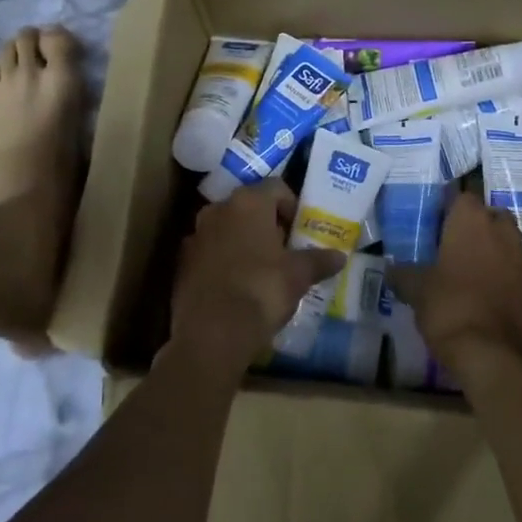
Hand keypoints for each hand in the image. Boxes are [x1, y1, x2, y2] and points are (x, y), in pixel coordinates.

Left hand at [171, 181, 345, 376]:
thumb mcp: (298, 276)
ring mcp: (195, 234)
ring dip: (243, 241)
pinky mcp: (181, 262)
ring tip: (260, 269)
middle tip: (284, 250)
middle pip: (249, 207)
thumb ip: (318, 261)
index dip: (292, 206)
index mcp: (248, 202)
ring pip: (227, 228)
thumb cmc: (261, 291)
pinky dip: (222, 260)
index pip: (276, 188)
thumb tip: (339, 256)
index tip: (300, 231)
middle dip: (267, 224)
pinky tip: (235, 286)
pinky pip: (209, 252)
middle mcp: (218, 209)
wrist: (211, 334)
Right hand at [398, 191, 521, 374]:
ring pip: (507, 241)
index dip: (450, 210)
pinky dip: (507, 274)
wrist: (493, 353)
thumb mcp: (417, 290)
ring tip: (472, 271)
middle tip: (455, 247)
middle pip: (490, 215)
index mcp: (471, 219)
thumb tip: (390, 269)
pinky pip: (518, 268)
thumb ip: (404, 274)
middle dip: (477, 226)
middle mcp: (501, 229)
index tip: (437, 226)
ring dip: (494, 250)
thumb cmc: (449, 306)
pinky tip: (489, 294)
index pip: (462, 197)